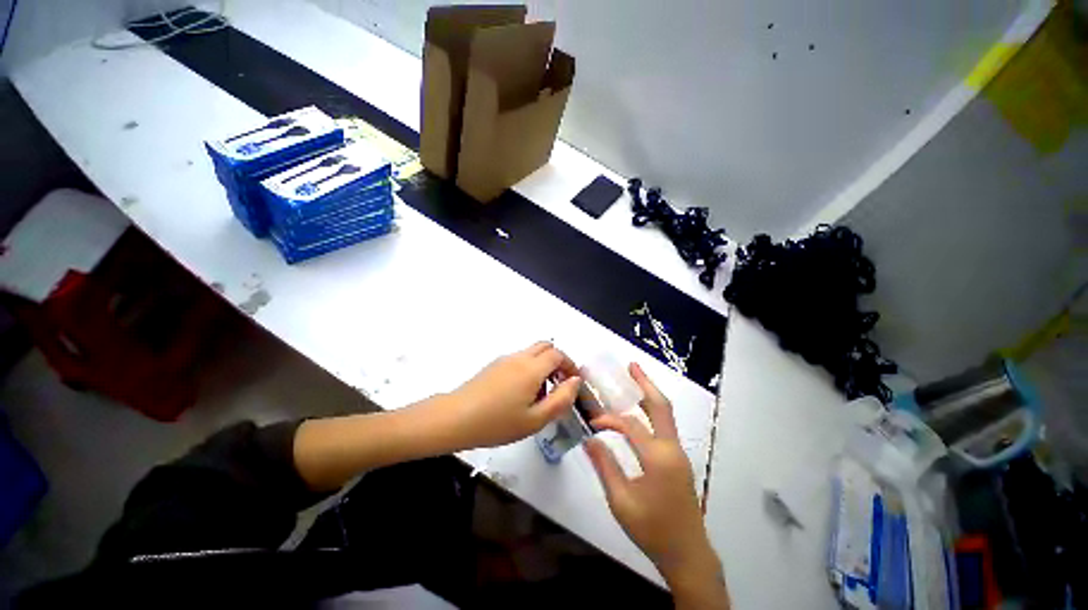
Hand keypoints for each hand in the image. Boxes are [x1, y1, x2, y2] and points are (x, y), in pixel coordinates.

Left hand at [443, 342, 580, 449]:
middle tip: (560, 382)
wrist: (456, 418)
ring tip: (541, 392)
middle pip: (546, 346)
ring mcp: (505, 359)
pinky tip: (521, 392)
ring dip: (544, 364)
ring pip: (532, 352)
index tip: (574, 381)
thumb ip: (561, 399)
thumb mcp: (535, 419)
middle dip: (558, 360)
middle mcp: (520, 357)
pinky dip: (530, 367)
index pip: (559, 355)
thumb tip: (575, 381)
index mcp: (532, 368)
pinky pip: (519, 358)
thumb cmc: (498, 422)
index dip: (570, 365)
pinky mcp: (494, 365)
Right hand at [585, 363, 724, 598]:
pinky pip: (665, 426)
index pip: (630, 425)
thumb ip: (604, 466)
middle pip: (660, 406)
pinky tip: (640, 408)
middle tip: (631, 365)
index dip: (608, 419)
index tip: (592, 423)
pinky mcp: (679, 459)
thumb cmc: (652, 530)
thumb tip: (589, 439)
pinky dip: (653, 410)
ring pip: (666, 414)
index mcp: (658, 458)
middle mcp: (672, 448)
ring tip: (635, 377)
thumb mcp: (621, 502)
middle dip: (645, 383)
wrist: (687, 554)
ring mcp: (679, 453)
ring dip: (650, 394)